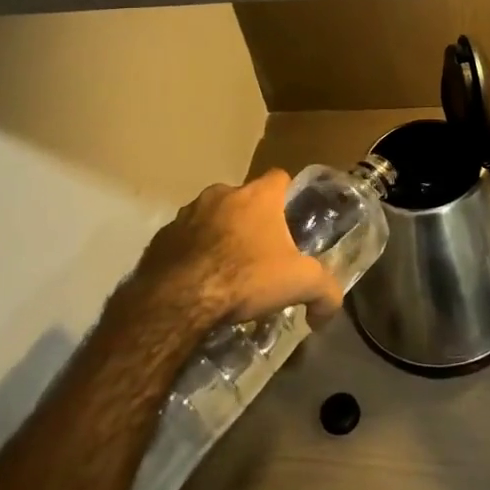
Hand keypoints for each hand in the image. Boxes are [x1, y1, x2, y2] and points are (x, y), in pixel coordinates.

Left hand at [129, 170, 344, 334]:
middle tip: (259, 253)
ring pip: (211, 217)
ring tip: (225, 270)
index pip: (279, 177)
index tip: (289, 219)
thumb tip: (329, 313)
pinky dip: (191, 253)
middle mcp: (222, 194)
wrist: (178, 300)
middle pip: (244, 199)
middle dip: (251, 220)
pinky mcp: (161, 237)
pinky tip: (198, 282)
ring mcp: (187, 213)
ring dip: (219, 235)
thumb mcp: (300, 284)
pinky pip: (183, 239)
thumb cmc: (245, 277)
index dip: (286, 195)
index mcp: (258, 196)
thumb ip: (325, 292)